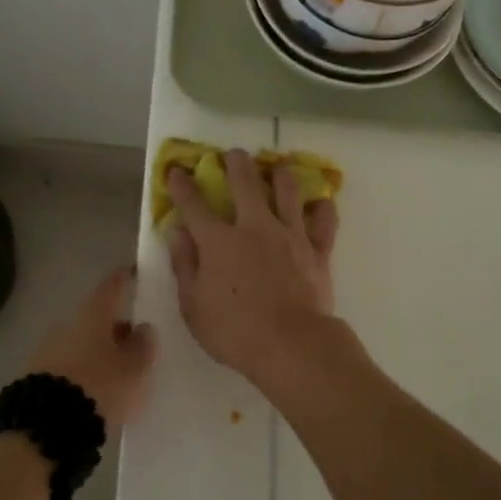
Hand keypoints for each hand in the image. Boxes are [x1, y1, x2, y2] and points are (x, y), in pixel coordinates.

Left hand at [26, 266, 156, 428]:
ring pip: (81, 341)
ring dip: (99, 350)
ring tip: (118, 371)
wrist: (46, 425)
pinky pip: (68, 363)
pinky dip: (84, 369)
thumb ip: (143, 346)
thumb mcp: (134, 369)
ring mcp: (48, 348)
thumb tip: (143, 328)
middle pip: (96, 317)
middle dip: (115, 326)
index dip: (125, 278)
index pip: (112, 286)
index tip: (135, 273)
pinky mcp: (37, 374)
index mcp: (93, 314)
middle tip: (135, 340)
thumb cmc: (100, 385)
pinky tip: (95, 388)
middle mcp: (67, 323)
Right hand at [165, 149, 339, 383]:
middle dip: (236, 163)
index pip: (194, 205)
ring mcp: (289, 235)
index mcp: (218, 242)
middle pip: (244, 183)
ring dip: (280, 176)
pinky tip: (321, 203)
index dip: (182, 186)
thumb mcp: (193, 306)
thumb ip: (185, 266)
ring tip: (278, 168)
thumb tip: (178, 233)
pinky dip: (323, 209)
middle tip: (234, 154)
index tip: (176, 171)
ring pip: (287, 192)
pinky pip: (324, 222)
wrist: (292, 345)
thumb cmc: (234, 332)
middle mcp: (254, 227)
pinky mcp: (317, 250)